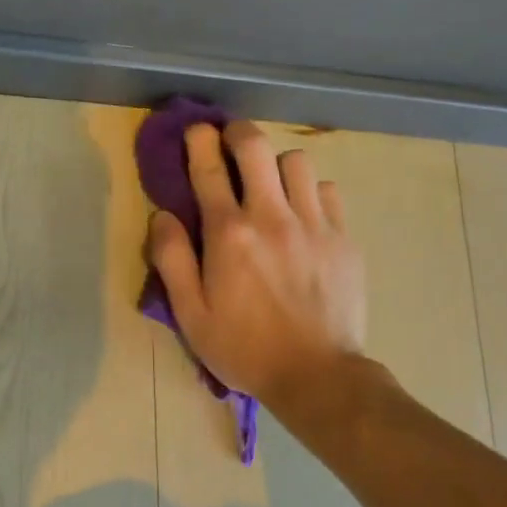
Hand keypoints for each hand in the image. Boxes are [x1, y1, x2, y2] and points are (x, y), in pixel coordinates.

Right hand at [146, 119, 367, 409]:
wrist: (317, 376)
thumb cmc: (243, 347)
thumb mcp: (190, 313)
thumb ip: (172, 259)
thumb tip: (163, 215)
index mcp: (229, 235)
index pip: (209, 169)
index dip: (199, 142)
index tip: (196, 130)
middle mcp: (271, 217)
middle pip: (256, 147)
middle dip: (238, 133)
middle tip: (230, 140)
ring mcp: (314, 224)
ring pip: (296, 161)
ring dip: (275, 164)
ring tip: (269, 184)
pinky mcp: (344, 238)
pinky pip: (327, 190)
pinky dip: (309, 190)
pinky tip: (302, 212)